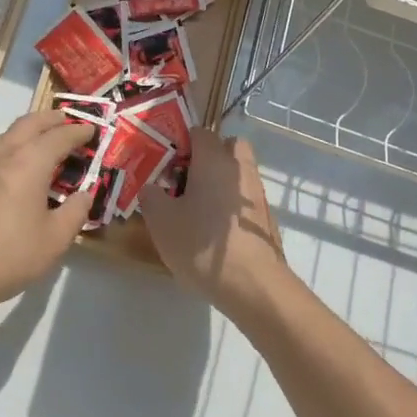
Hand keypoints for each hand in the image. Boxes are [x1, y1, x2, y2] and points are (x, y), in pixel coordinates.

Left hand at [0, 109, 96, 315]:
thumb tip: (85, 195)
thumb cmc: (9, 255)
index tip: (93, 130)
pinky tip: (19, 166)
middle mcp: (4, 156)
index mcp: (29, 163)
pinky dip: (14, 147)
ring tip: (45, 140)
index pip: (58, 136)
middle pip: (29, 124)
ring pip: (8, 135)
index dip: (78, 132)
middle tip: (68, 121)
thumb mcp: (55, 239)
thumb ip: (75, 212)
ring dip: (30, 130)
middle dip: (51, 119)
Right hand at [139, 130, 287, 311]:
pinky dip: (230, 203)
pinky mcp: (266, 217)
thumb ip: (151, 196)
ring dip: (220, 181)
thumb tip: (152, 187)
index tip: (164, 163)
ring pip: (238, 172)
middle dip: (208, 155)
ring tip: (197, 208)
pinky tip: (215, 229)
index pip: (199, 132)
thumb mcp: (161, 221)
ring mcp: (257, 192)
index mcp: (213, 159)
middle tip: (185, 179)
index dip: (180, 142)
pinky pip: (244, 197)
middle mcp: (240, 168)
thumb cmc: (202, 245)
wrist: (253, 285)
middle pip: (227, 146)